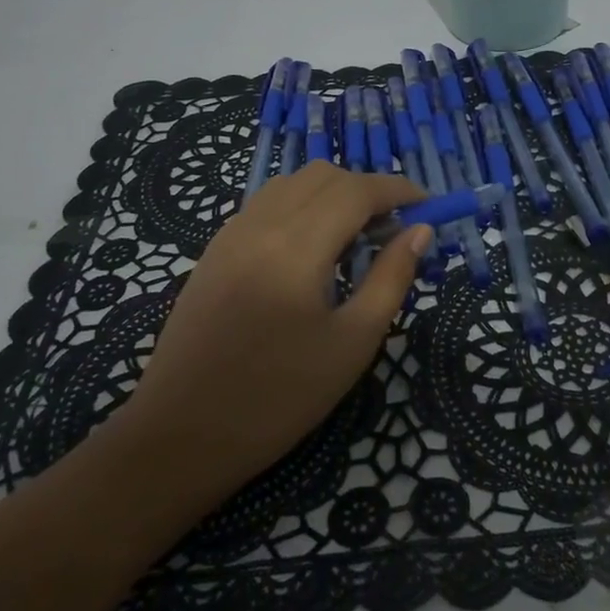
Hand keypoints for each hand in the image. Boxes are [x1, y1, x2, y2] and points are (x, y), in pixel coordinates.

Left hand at [117, 162, 430, 501]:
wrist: (181, 435)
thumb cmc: (279, 396)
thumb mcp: (353, 342)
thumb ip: (391, 277)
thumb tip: (420, 231)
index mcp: (296, 246)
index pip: (357, 190)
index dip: (398, 189)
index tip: (428, 204)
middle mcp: (260, 224)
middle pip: (324, 175)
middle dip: (367, 189)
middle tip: (393, 229)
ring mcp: (231, 233)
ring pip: (292, 183)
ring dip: (333, 194)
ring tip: (355, 237)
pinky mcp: (215, 250)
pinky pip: (267, 204)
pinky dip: (301, 206)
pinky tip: (312, 249)